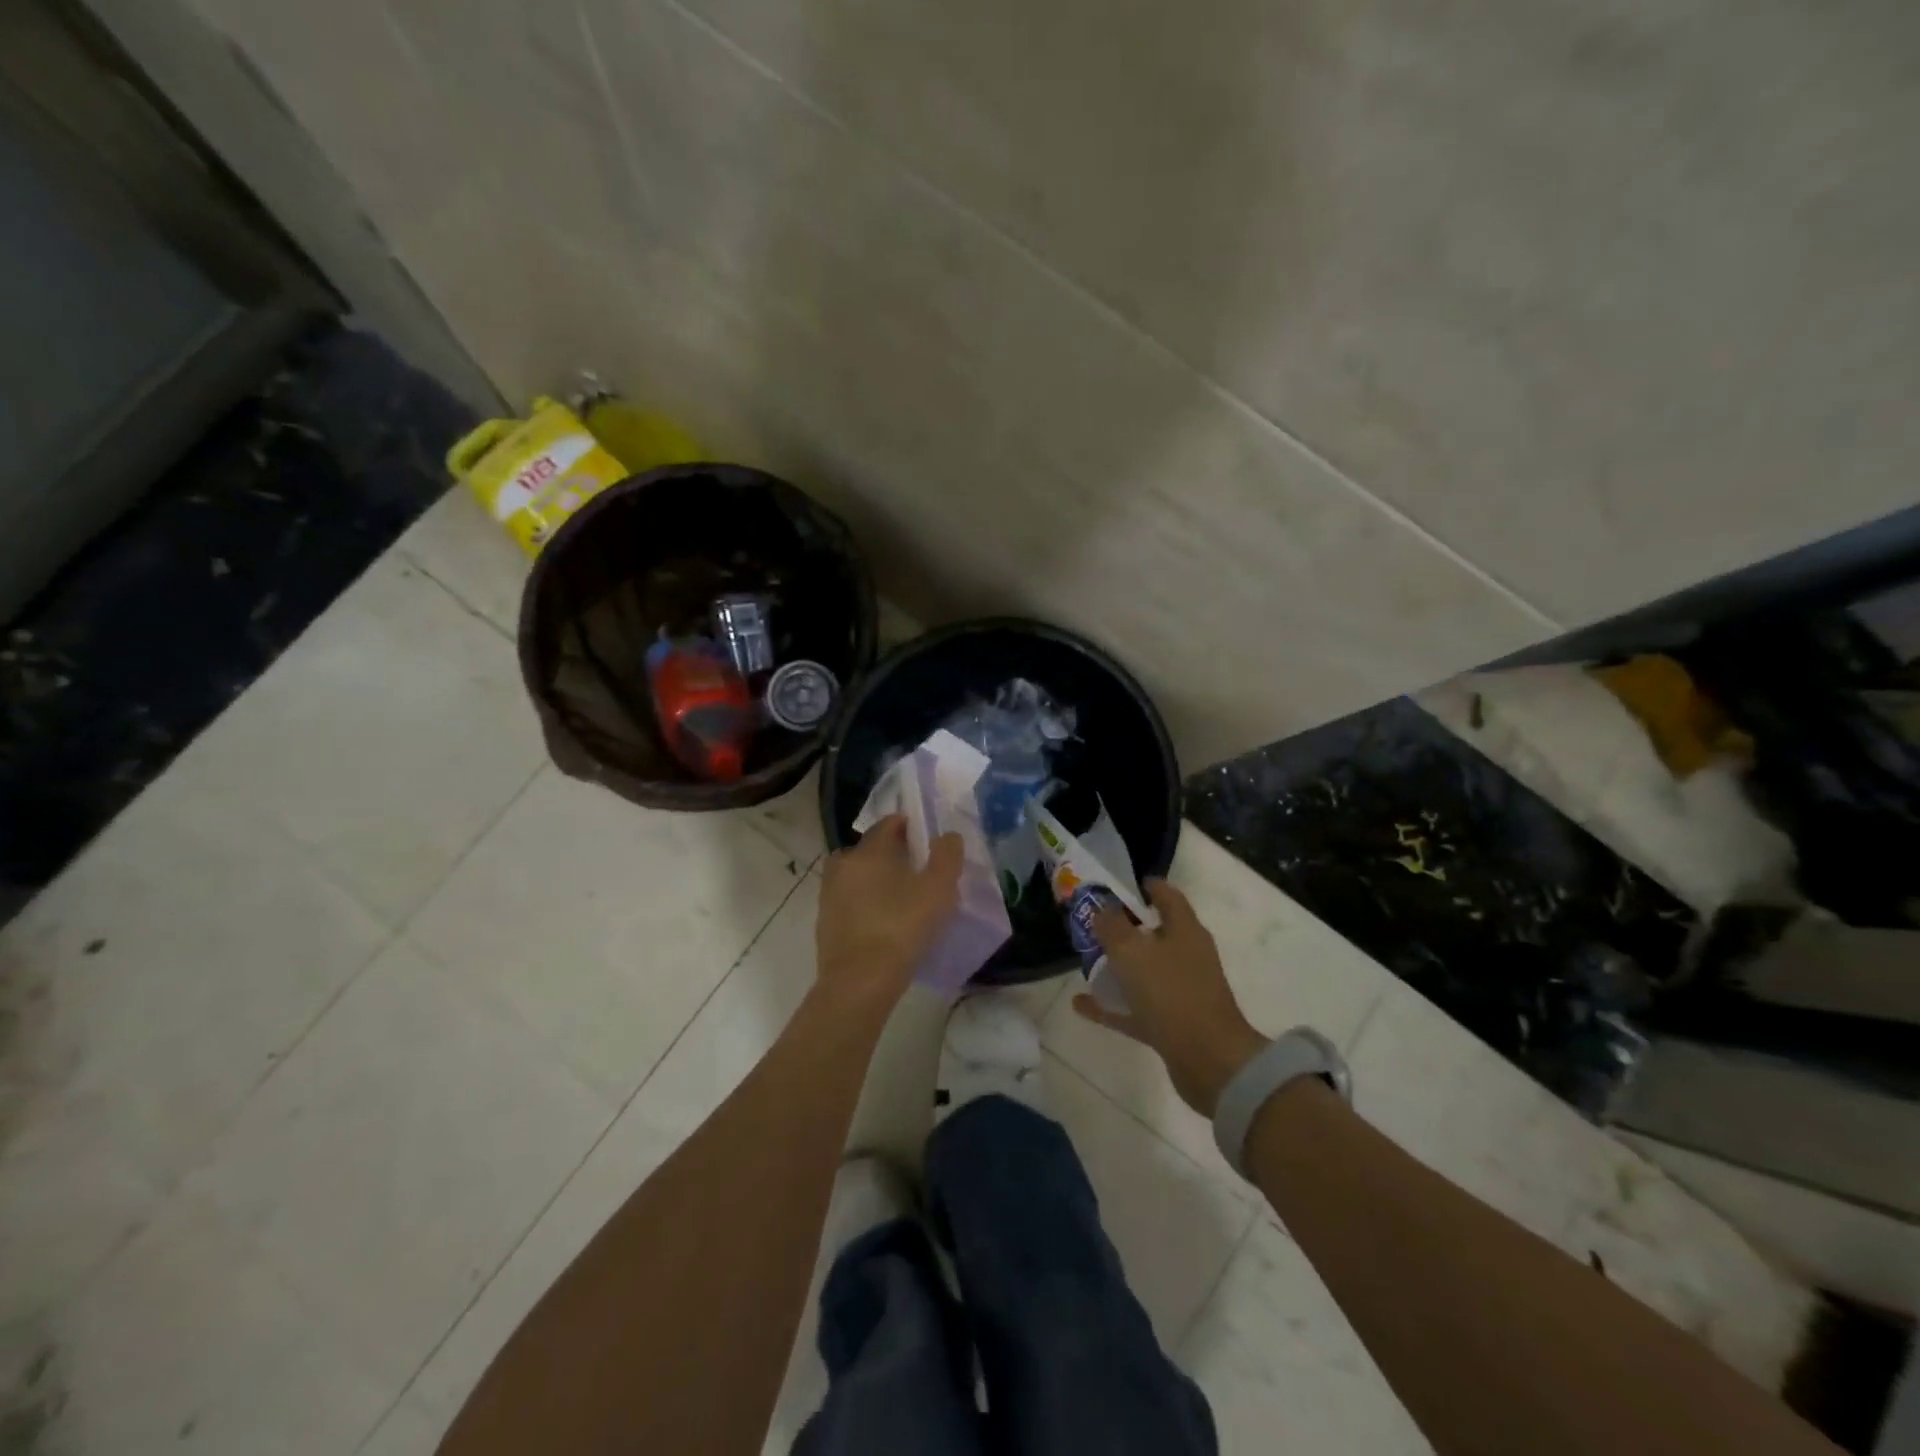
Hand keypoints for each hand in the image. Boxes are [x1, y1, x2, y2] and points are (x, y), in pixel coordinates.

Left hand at [815, 815, 962, 1013]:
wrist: (858, 983)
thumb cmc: (901, 927)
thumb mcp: (938, 889)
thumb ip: (947, 856)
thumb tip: (947, 836)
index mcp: (868, 850)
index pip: (888, 824)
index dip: (910, 827)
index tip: (928, 841)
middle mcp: (843, 864)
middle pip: (870, 849)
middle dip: (892, 854)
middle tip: (917, 871)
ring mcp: (829, 894)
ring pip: (857, 876)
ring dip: (876, 880)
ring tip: (901, 899)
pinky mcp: (825, 922)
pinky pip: (850, 901)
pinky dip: (865, 904)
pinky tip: (884, 922)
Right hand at [1073, 879, 1267, 1117]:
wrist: (1210, 1061)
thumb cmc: (1171, 993)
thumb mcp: (1132, 952)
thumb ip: (1111, 926)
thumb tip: (1101, 908)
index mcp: (1185, 930)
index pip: (1167, 896)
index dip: (1146, 886)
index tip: (1120, 885)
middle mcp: (1187, 956)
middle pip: (1155, 934)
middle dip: (1125, 928)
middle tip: (1094, 924)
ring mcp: (1182, 991)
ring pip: (1145, 971)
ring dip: (1118, 967)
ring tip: (1087, 962)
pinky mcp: (1174, 1024)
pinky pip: (1137, 1008)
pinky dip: (1113, 1005)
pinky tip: (1083, 1005)